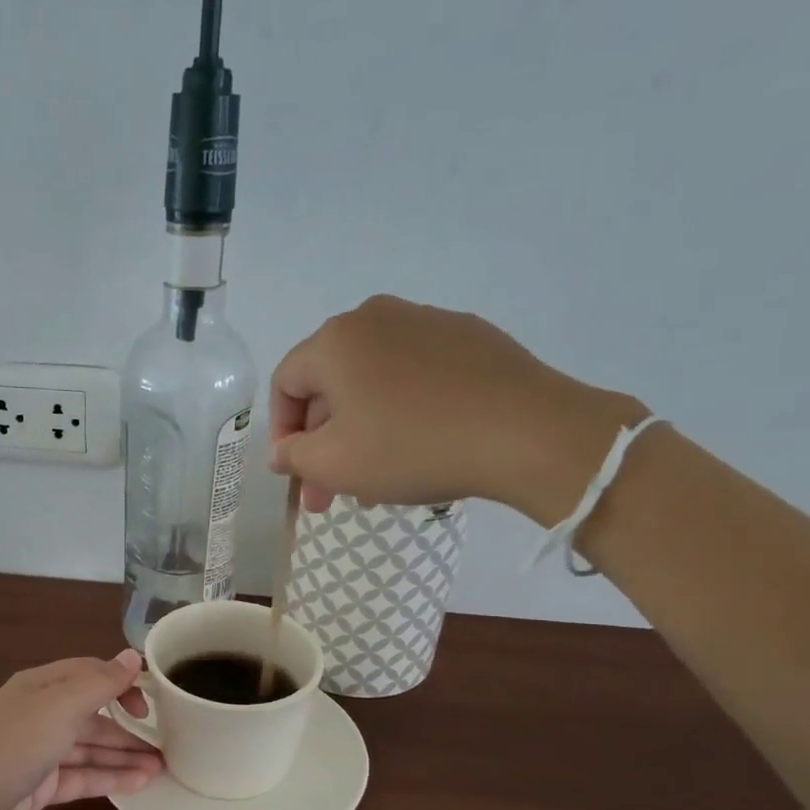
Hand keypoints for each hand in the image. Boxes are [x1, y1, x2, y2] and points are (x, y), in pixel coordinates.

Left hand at [0, 651, 160, 809]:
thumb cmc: (13, 744)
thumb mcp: (60, 706)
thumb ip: (100, 683)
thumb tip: (132, 655)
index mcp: (43, 685)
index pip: (91, 674)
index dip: (122, 683)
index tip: (150, 702)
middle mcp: (43, 713)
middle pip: (94, 714)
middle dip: (129, 725)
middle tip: (168, 741)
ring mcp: (42, 751)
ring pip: (91, 748)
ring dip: (125, 755)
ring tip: (163, 767)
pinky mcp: (42, 785)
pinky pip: (83, 776)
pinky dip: (110, 778)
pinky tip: (140, 783)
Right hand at [268, 295, 646, 524]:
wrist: (527, 433)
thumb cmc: (412, 447)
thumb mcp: (334, 465)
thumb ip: (293, 457)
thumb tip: (282, 451)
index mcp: (335, 340)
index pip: (285, 384)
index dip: (282, 433)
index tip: (297, 474)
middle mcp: (376, 317)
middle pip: (331, 383)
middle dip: (324, 441)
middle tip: (331, 493)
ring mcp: (428, 321)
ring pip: (373, 381)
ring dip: (362, 429)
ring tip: (376, 480)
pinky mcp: (470, 337)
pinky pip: (415, 375)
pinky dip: (403, 410)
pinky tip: (421, 447)